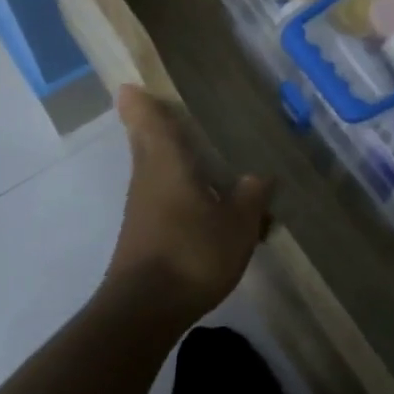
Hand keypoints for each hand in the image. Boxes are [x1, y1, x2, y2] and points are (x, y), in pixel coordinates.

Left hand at [104, 85, 273, 316]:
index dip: (141, 101)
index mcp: (167, 163)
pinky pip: (161, 197)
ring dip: (169, 159)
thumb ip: (252, 196)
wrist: (145, 309)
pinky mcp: (142, 233)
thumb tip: (260, 176)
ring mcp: (141, 208)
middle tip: (171, 112)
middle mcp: (147, 178)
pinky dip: (178, 190)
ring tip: (201, 156)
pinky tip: (204, 205)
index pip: (147, 120)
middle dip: (152, 125)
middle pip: (145, 141)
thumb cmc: (192, 253)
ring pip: (153, 170)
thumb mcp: (238, 225)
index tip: (134, 84)